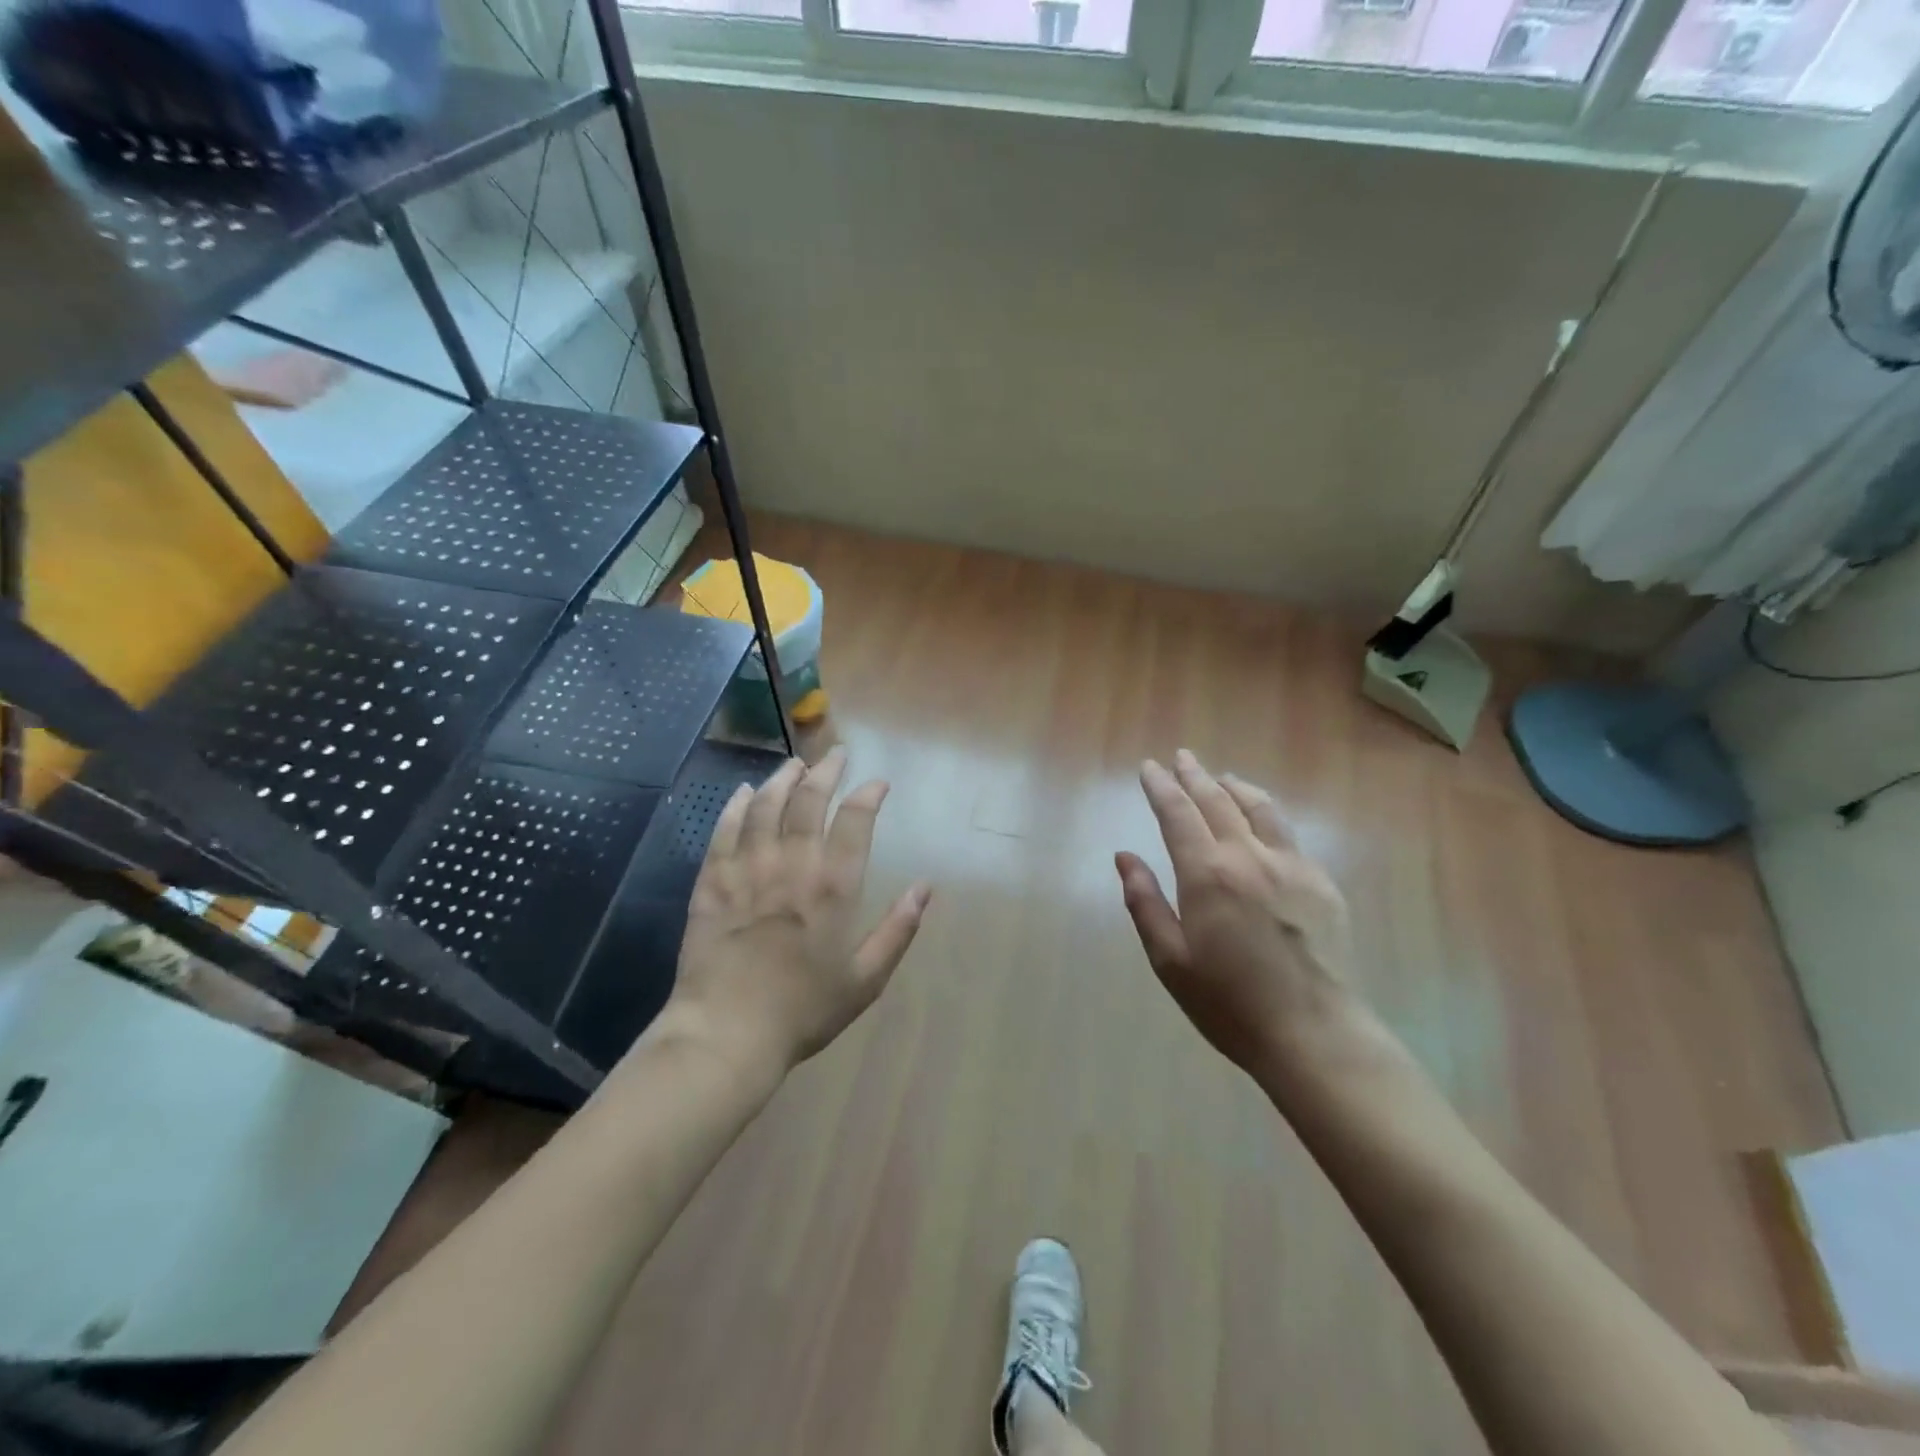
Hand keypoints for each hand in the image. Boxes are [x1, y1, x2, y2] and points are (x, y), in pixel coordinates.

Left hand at [665, 748, 932, 1082]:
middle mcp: (792, 864)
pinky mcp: (712, 881)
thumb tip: (926, 888)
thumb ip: (898, 930)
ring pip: (765, 806)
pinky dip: (736, 806)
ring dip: (782, 779)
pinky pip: (724, 831)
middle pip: (809, 800)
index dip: (869, 794)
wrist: (726, 1033)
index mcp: (833, 886)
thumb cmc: (803, 1010)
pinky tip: (743, 793)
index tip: (878, 783)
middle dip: (826, 771)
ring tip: (794, 764)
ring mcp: (747, 869)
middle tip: (836, 755)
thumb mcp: (866, 979)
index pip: (855, 820)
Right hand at [1116, 750, 1358, 1081]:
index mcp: (1207, 874)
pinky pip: (1288, 833)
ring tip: (1221, 778)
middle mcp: (1249, 856)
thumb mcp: (1170, 959)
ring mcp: (1292, 866)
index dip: (1160, 786)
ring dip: (1234, 787)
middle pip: (1218, 800)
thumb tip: (1124, 857)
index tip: (1149, 767)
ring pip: (1260, 808)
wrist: (1314, 1033)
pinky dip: (1266, 813)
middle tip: (1182, 757)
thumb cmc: (1229, 1003)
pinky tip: (1262, 821)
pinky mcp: (1321, 883)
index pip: (1178, 813)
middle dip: (1194, 775)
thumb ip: (1144, 902)